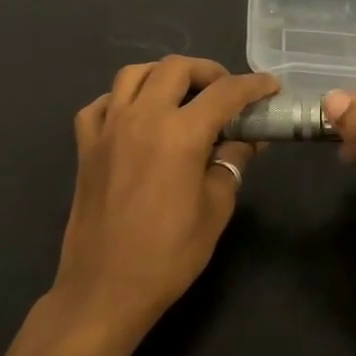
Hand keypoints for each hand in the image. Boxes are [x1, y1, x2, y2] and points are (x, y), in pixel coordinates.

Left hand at [54, 57, 278, 336]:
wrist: (106, 288)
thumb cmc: (169, 254)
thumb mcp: (215, 208)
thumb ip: (231, 162)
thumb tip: (245, 138)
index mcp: (180, 133)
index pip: (225, 93)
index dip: (253, 85)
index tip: (270, 87)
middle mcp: (142, 117)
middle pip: (176, 68)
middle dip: (207, 71)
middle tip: (226, 92)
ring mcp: (107, 128)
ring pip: (133, 74)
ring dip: (163, 75)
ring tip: (181, 95)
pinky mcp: (85, 146)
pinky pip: (101, 104)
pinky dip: (122, 99)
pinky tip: (136, 117)